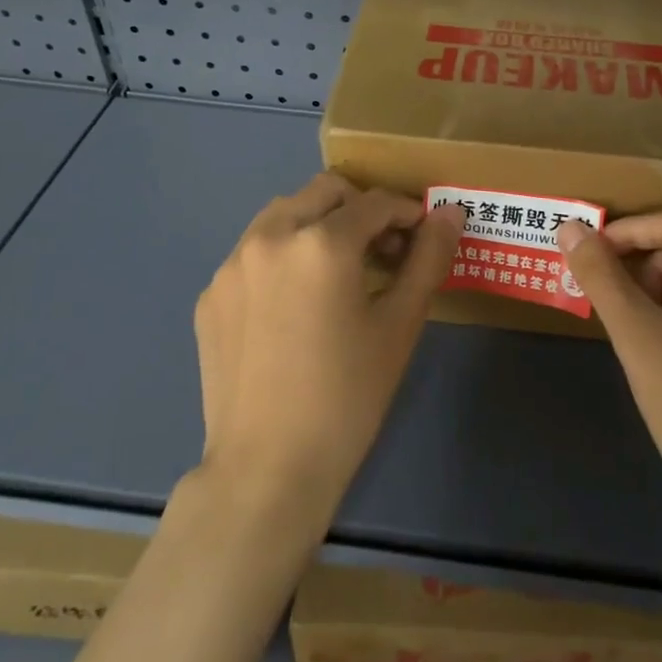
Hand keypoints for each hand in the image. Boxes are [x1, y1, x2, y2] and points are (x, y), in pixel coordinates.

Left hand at [192, 174, 464, 534]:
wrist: (267, 470)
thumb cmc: (348, 396)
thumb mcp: (399, 325)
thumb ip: (428, 258)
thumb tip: (451, 212)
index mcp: (321, 242)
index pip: (375, 203)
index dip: (407, 214)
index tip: (422, 238)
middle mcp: (270, 236)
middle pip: (325, 191)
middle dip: (361, 209)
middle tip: (383, 252)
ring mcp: (232, 264)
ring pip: (284, 214)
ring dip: (319, 225)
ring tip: (339, 274)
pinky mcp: (211, 294)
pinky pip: (254, 252)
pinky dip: (283, 257)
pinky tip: (295, 307)